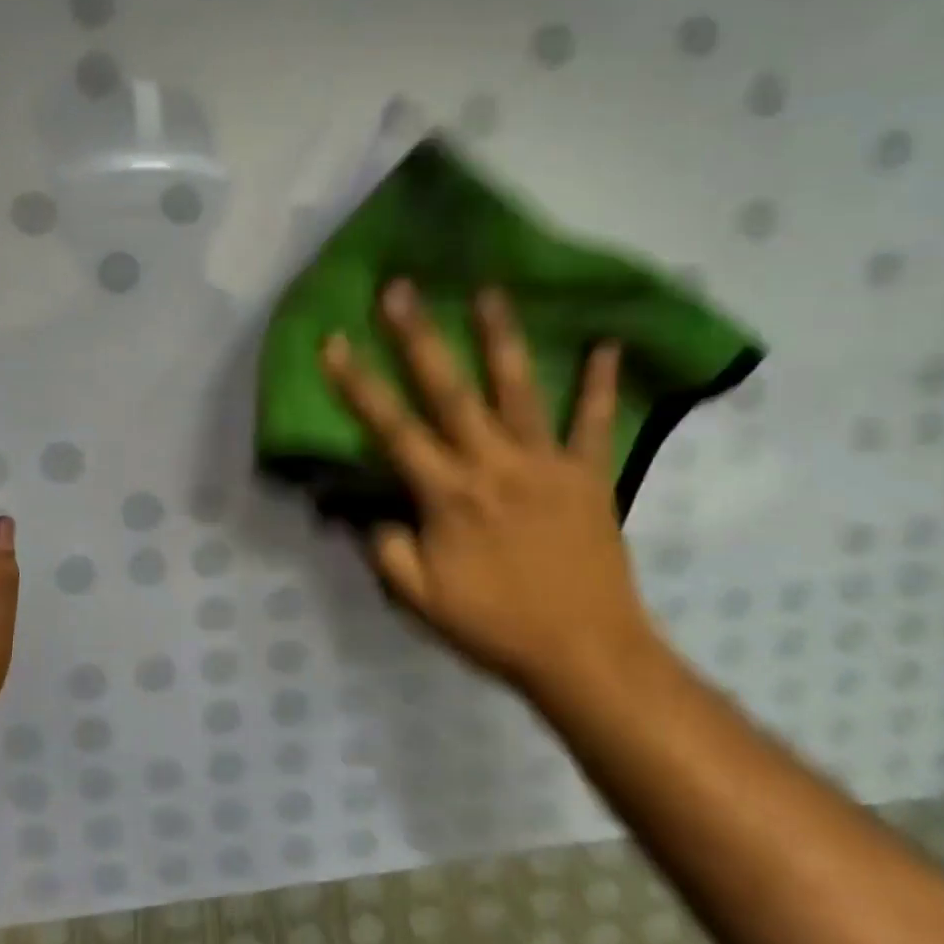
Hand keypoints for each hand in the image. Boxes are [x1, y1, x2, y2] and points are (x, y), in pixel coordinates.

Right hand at [319, 281, 652, 687]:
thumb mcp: (420, 600)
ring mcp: (544, 464)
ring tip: (489, 290)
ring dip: (501, 337)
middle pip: (449, 391)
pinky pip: (594, 424)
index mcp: (447, 494)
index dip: (358, 384)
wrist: (587, 655)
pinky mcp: (587, 475)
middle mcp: (492, 464)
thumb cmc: (496, 626)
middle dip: (419, 337)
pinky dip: (602, 384)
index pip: (392, 429)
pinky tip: (608, 342)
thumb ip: (386, 550)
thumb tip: (368, 511)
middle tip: (401, 288)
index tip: (334, 341)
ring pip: (518, 390)